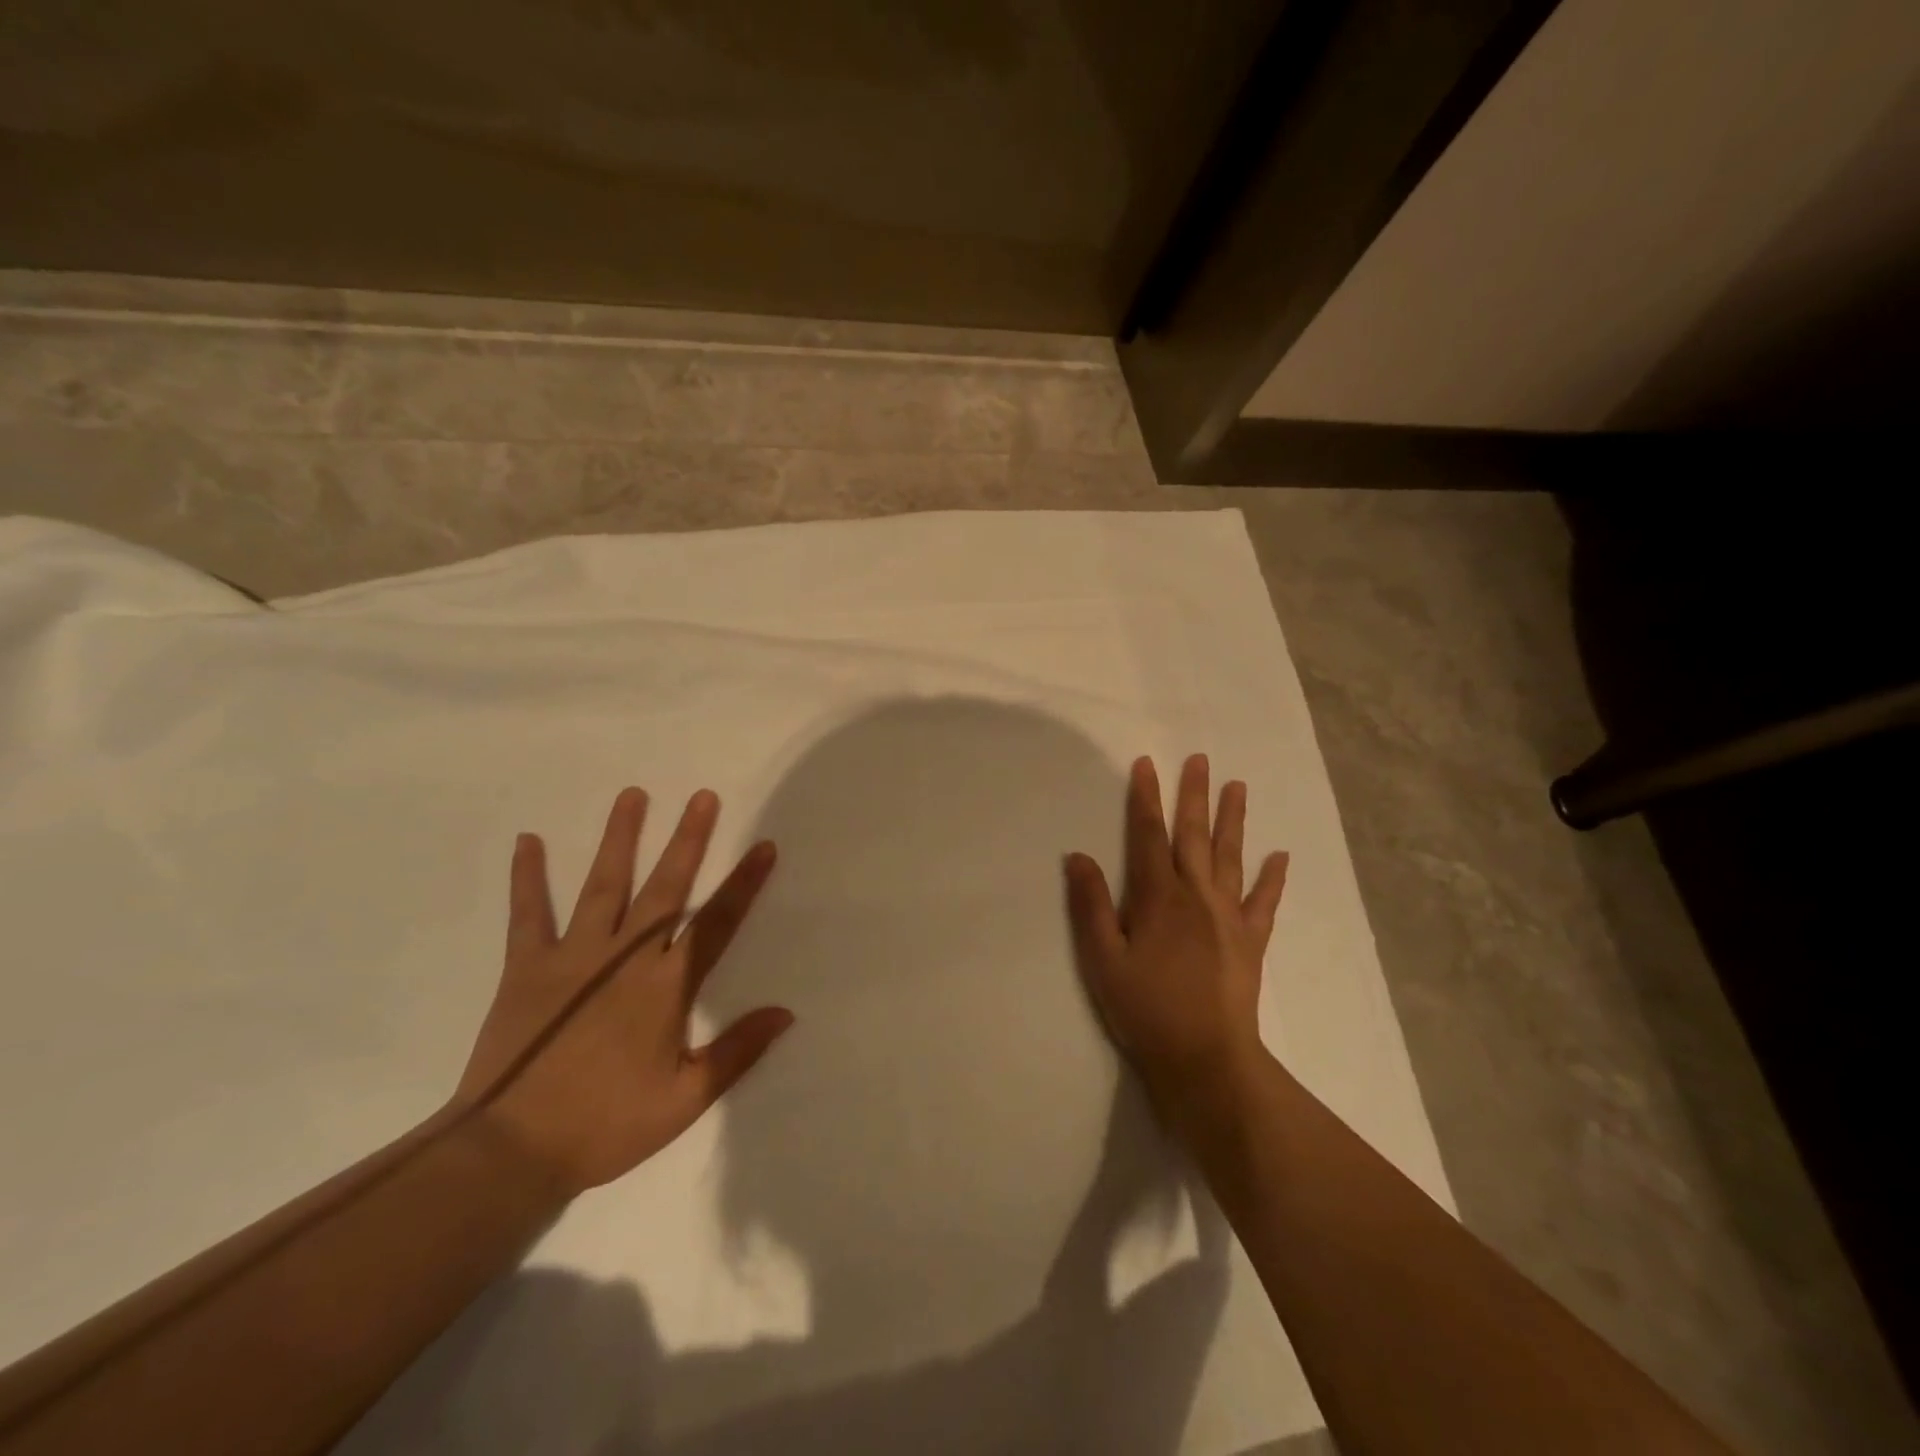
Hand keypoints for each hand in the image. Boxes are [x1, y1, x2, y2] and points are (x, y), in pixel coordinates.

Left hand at [452, 788, 793, 1195]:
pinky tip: (527, 841)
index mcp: (666, 987)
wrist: (510, 1152)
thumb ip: (737, 1052)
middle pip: (665, 888)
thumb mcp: (685, 1099)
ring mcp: (573, 957)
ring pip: (604, 886)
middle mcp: (625, 958)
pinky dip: (528, 878)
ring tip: (632, 795)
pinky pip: (528, 915)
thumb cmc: (606, 1125)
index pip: (716, 923)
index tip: (763, 846)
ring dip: (619, 839)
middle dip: (687, 840)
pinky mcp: (527, 967)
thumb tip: (786, 1012)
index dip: (743, 883)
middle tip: (702, 797)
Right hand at [1063, 755, 1287, 1119]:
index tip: (1146, 764)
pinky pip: (1263, 902)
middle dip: (1193, 795)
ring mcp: (1229, 917)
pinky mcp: (1251, 941)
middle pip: (1193, 835)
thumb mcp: (1103, 960)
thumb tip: (1078, 856)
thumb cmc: (1146, 1009)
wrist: (1205, 1059)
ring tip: (1237, 787)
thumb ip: (1091, 906)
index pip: (1148, 835)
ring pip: (1230, 857)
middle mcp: (1197, 896)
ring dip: (1232, 821)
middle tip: (1200, 760)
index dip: (1145, 798)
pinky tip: (1281, 857)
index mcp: (1158, 898)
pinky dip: (1272, 879)